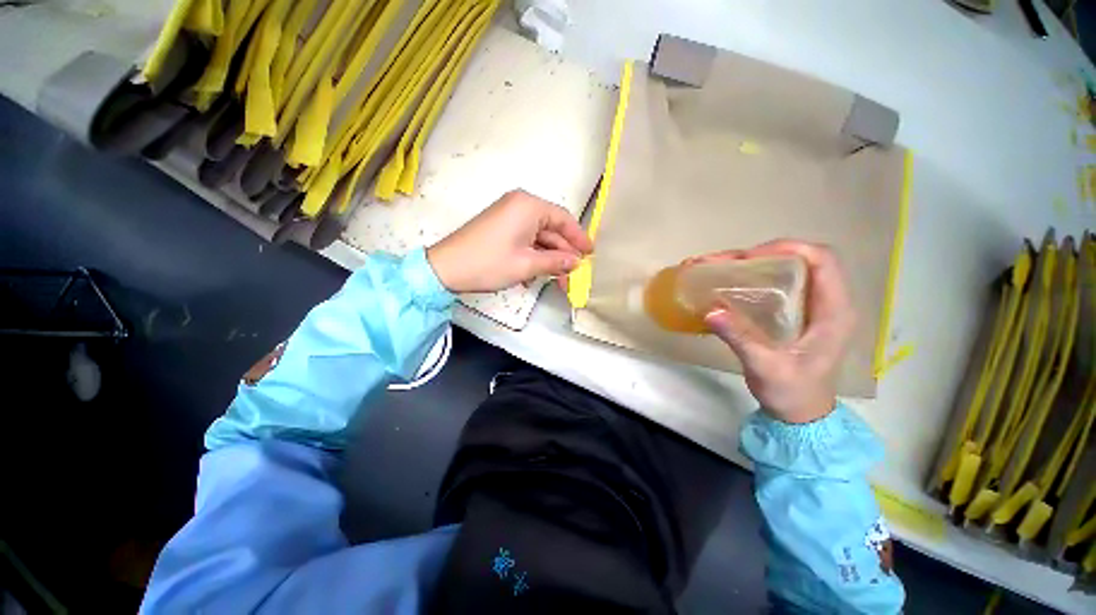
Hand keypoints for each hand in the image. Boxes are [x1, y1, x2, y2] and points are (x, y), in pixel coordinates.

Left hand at [427, 190, 592, 292]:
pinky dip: (533, 257)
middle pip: (551, 229)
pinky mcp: (500, 228)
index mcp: (529, 206)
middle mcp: (520, 205)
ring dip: (548, 259)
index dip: (579, 238)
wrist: (446, 269)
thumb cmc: (490, 263)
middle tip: (574, 275)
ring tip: (558, 281)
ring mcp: (509, 216)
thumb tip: (576, 262)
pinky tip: (537, 276)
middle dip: (563, 254)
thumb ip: (556, 262)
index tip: (590, 254)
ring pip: (538, 238)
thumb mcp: (527, 265)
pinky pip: (525, 240)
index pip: (563, 219)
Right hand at [703, 240, 855, 423]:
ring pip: (785, 269)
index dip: (788, 248)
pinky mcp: (794, 313)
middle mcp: (826, 301)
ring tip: (716, 267)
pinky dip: (750, 276)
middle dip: (758, 254)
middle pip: (798, 259)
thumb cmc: (792, 393)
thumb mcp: (767, 367)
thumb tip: (710, 311)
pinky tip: (726, 282)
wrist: (799, 414)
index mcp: (834, 311)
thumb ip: (742, 339)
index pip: (822, 260)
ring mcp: (810, 306)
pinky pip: (775, 283)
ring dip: (750, 263)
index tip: (748, 256)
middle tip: (721, 262)